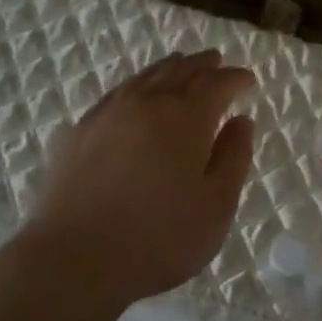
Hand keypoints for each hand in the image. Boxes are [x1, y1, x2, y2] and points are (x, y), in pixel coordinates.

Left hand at [13, 49, 255, 314]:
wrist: (73, 259)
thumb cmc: (158, 238)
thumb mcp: (216, 206)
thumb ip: (233, 158)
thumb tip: (241, 121)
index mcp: (186, 117)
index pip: (216, 84)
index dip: (235, 78)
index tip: (247, 79)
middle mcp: (147, 103)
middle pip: (179, 71)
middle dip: (202, 65)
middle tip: (216, 60)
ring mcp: (107, 114)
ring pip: (144, 77)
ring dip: (168, 68)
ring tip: (179, 65)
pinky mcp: (78, 132)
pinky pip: (115, 95)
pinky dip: (135, 86)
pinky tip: (133, 96)